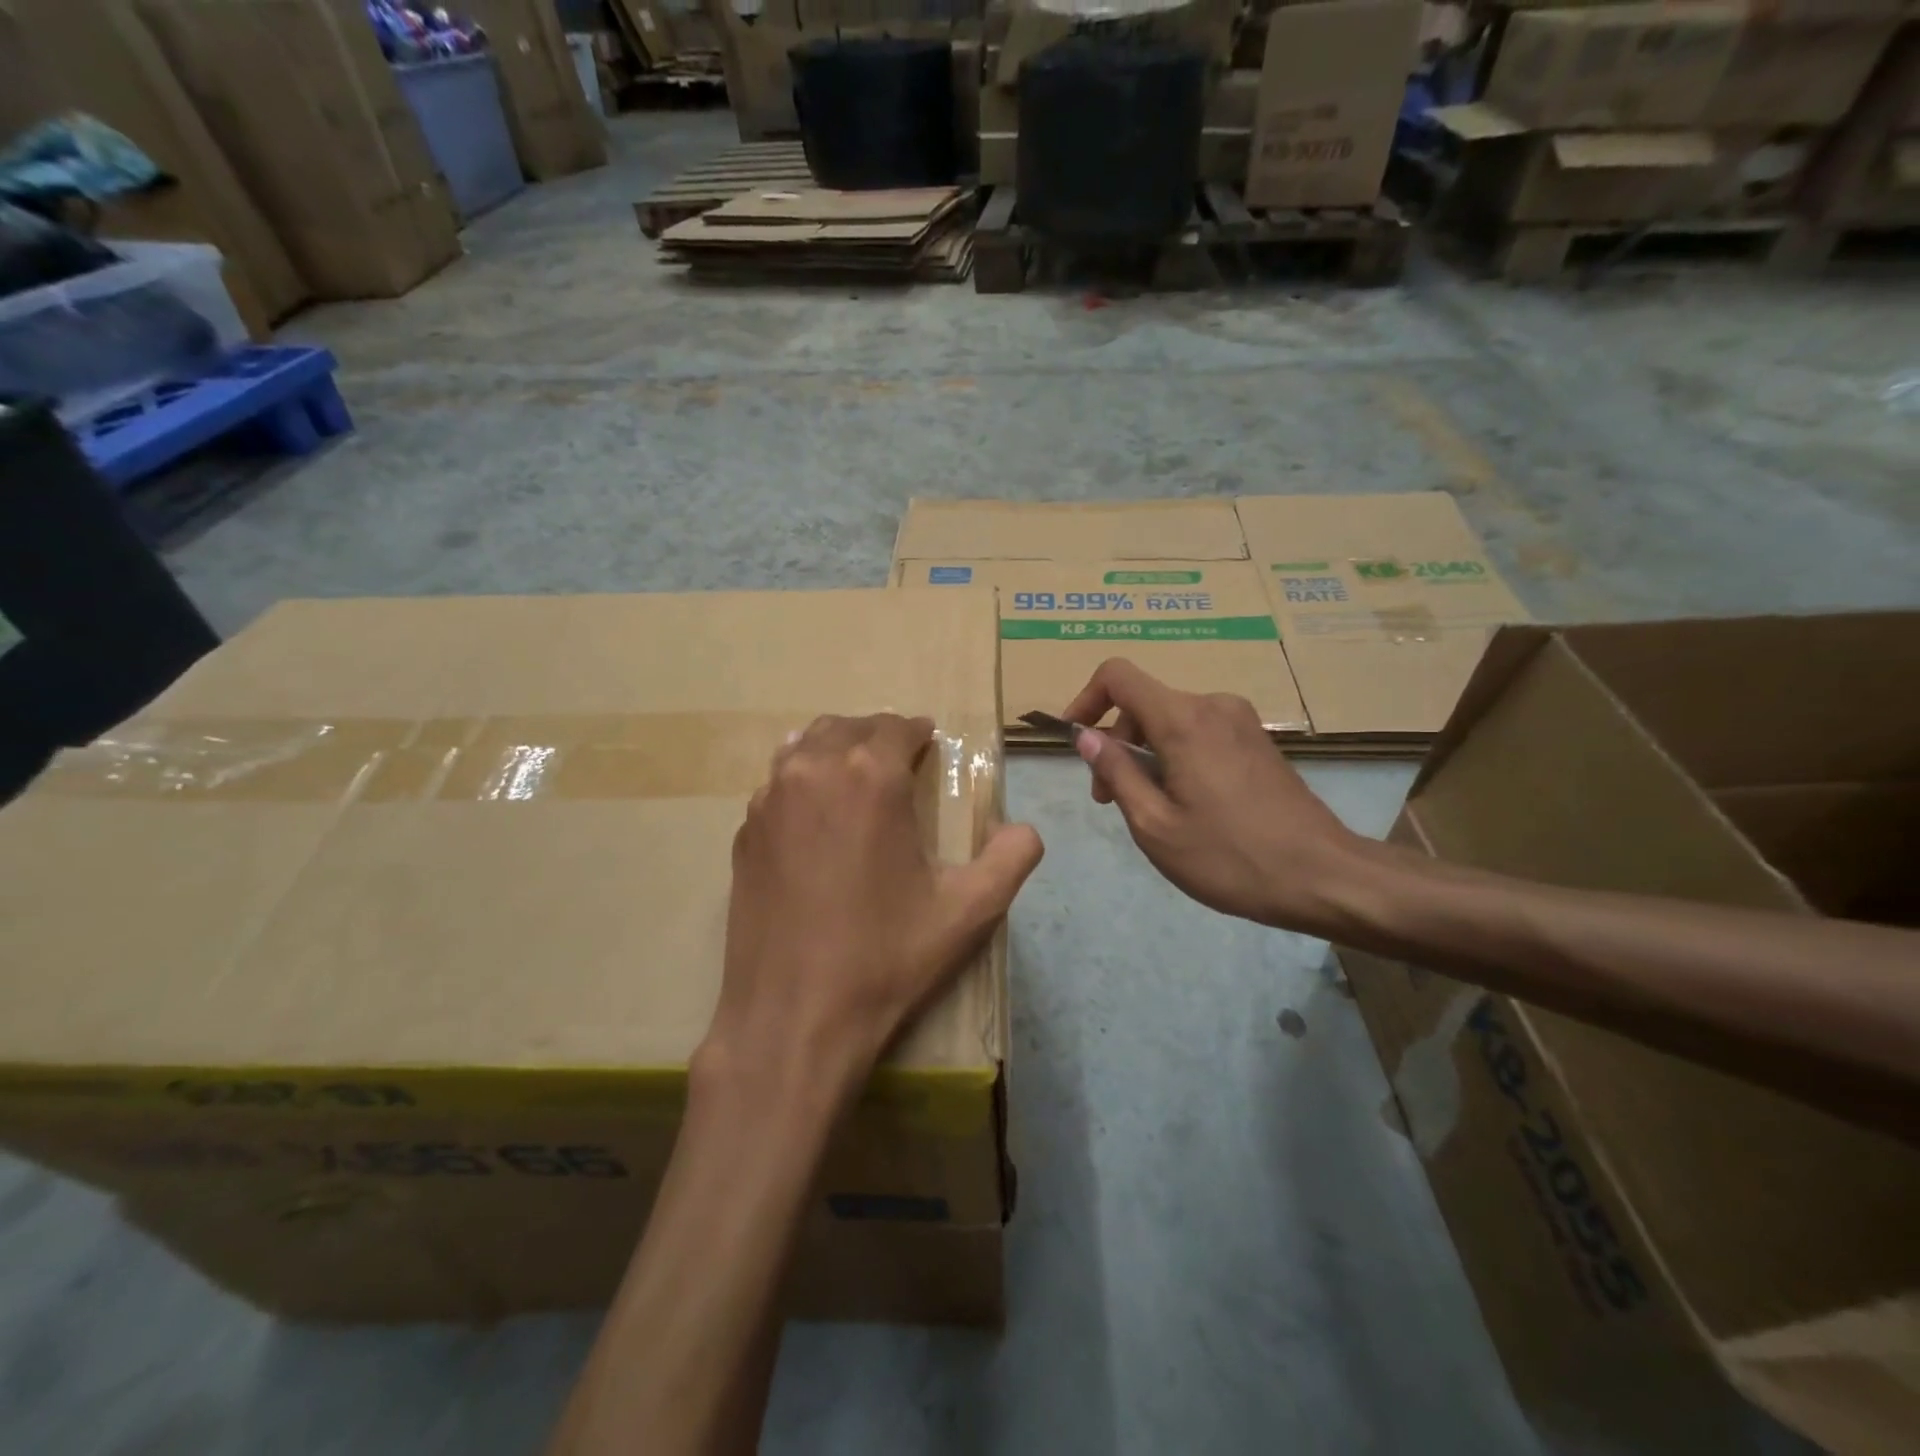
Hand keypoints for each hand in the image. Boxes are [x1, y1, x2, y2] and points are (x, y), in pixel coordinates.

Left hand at [702, 713, 1043, 1109]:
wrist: (793, 1018)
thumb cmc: (886, 958)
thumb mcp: (969, 911)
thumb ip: (1012, 858)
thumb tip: (1024, 830)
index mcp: (870, 776)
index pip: (896, 727)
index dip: (918, 733)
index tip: (929, 745)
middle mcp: (813, 771)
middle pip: (847, 727)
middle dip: (877, 736)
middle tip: (898, 761)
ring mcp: (768, 800)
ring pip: (804, 747)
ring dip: (835, 750)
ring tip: (855, 776)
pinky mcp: (744, 833)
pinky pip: (776, 785)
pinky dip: (801, 782)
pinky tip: (815, 817)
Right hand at [1061, 660, 1374, 934]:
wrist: (1324, 876)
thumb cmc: (1230, 857)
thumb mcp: (1155, 825)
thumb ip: (1116, 773)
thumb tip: (1086, 736)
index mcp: (1183, 720)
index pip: (1118, 676)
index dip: (1086, 699)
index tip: (1075, 741)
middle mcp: (1213, 705)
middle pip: (1143, 703)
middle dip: (1115, 743)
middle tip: (1108, 799)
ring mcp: (1240, 721)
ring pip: (1170, 720)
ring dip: (1144, 754)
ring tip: (1145, 808)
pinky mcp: (1257, 741)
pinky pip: (1199, 732)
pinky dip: (1175, 756)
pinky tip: (1183, 804)